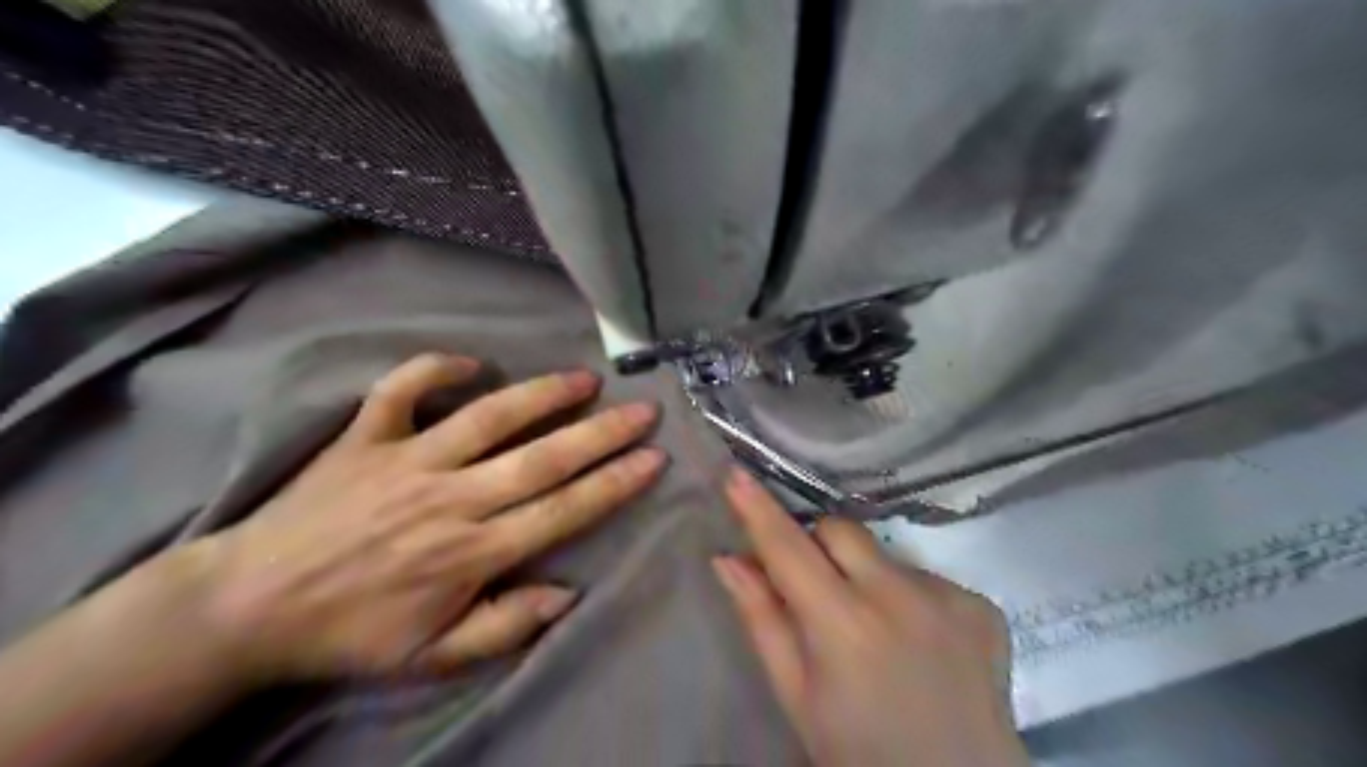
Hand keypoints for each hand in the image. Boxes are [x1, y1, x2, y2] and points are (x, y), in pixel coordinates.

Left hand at [184, 356, 669, 685]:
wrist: (247, 607)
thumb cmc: (351, 633)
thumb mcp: (432, 656)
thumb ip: (505, 626)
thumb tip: (568, 593)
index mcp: (471, 552)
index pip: (562, 510)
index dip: (614, 483)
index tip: (652, 458)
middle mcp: (450, 498)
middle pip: (542, 458)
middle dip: (601, 432)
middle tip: (641, 409)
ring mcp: (406, 460)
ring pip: (489, 417)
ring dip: (542, 394)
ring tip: (585, 378)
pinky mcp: (364, 438)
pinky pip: (401, 391)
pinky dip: (434, 370)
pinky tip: (470, 364)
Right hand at [715, 472, 1025, 764]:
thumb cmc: (859, 750)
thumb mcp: (797, 695)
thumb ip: (762, 620)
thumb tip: (728, 560)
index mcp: (843, 625)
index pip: (789, 548)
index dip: (758, 509)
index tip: (736, 474)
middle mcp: (899, 598)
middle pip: (841, 530)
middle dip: (818, 545)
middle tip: (816, 589)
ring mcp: (949, 597)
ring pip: (884, 554)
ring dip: (867, 576)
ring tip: (875, 630)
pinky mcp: (981, 604)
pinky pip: (926, 577)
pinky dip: (910, 597)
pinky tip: (918, 641)